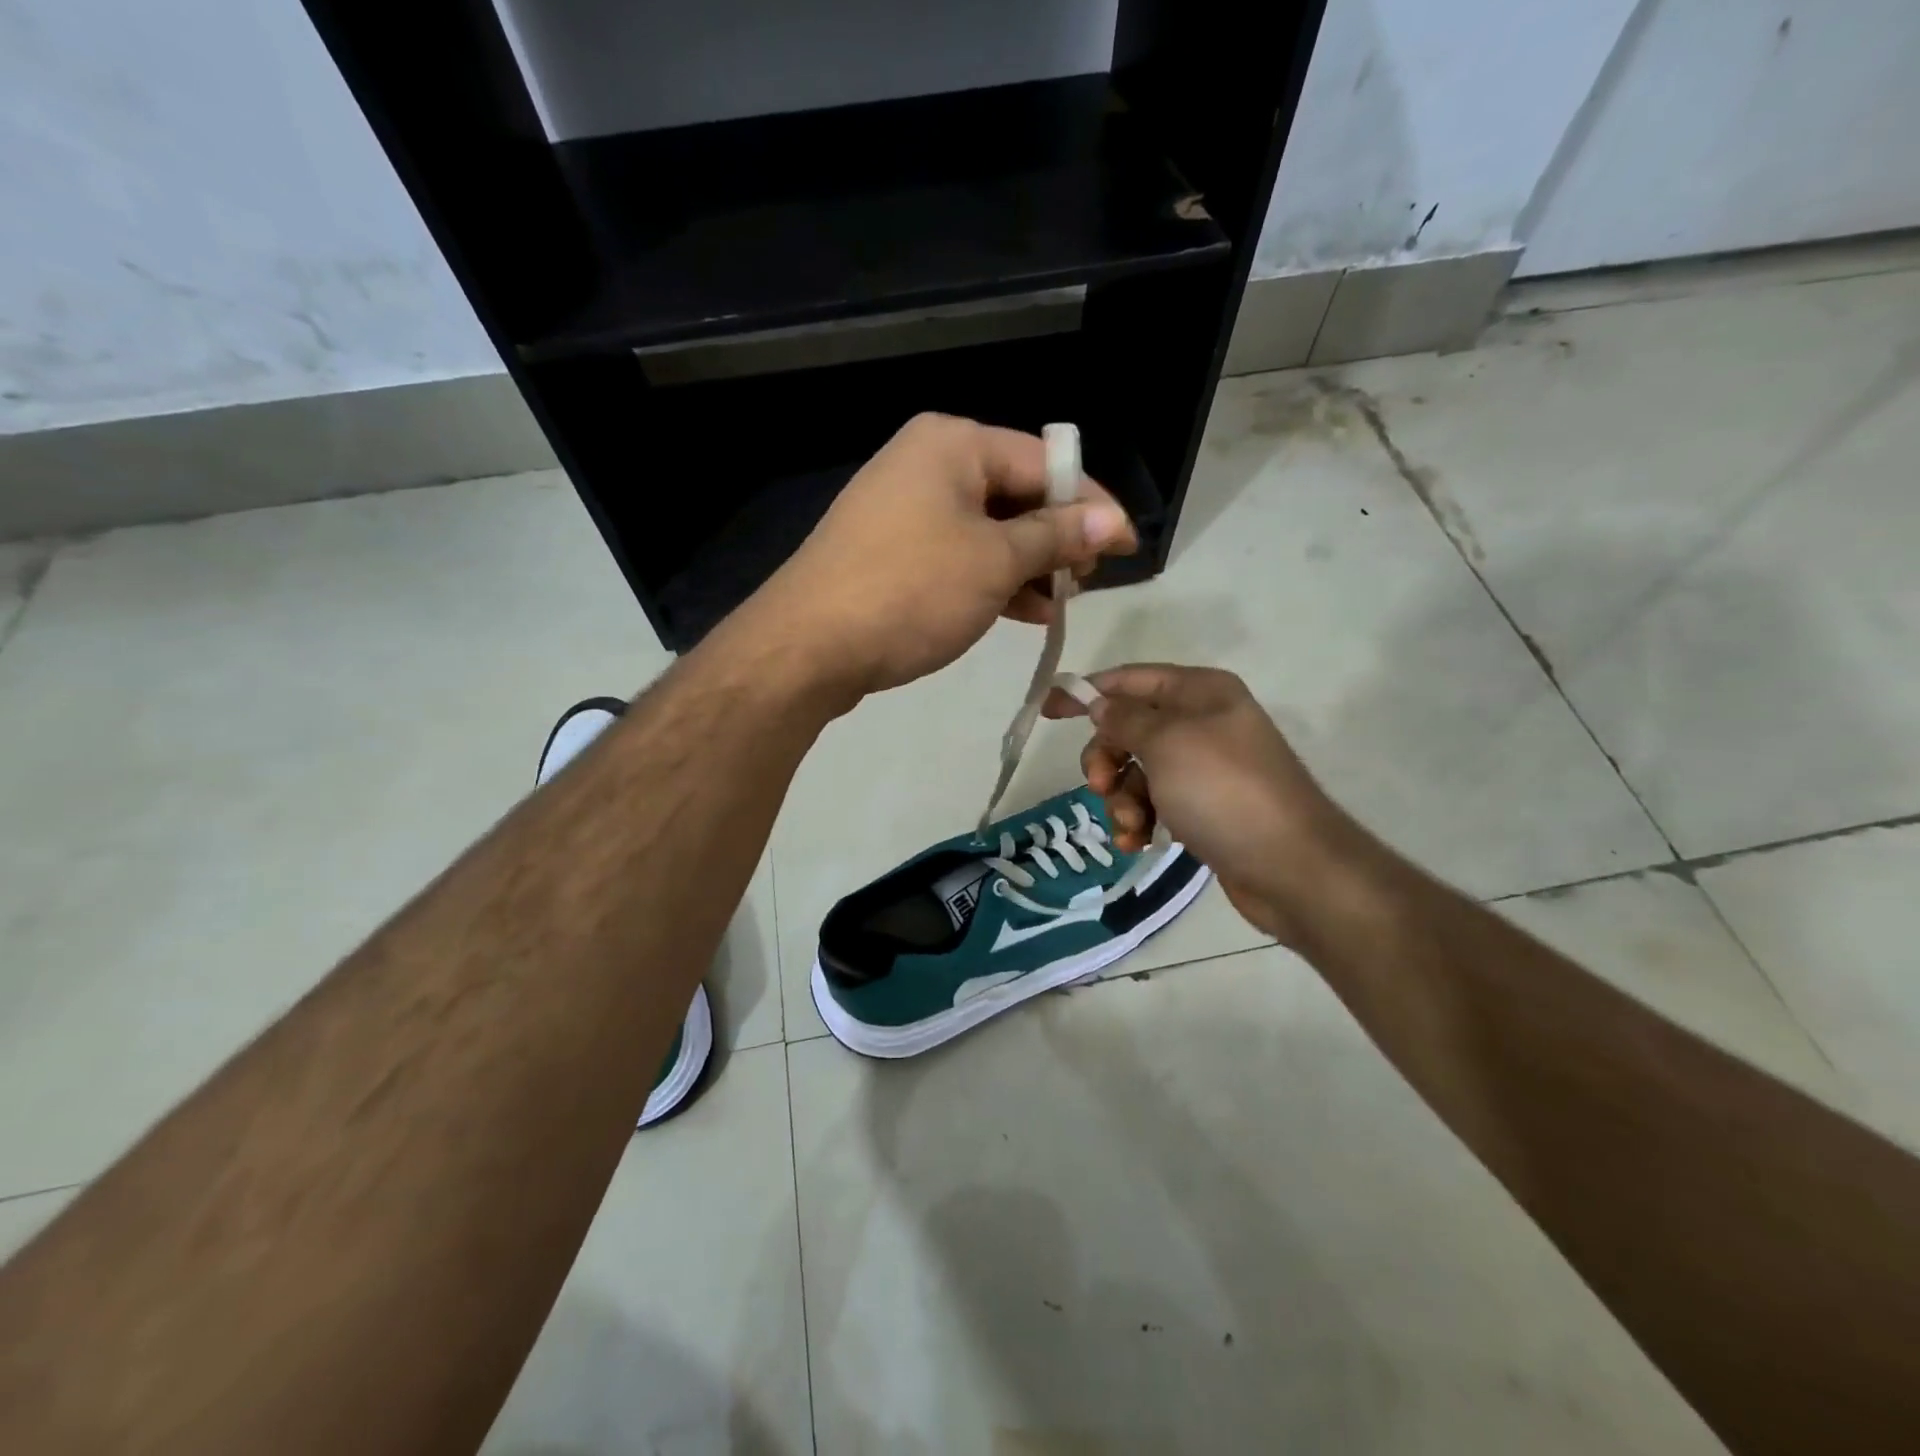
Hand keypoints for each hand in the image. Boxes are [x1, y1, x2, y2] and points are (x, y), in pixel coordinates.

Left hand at [740, 414, 1136, 696]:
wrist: (807, 647)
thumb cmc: (910, 592)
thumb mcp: (995, 562)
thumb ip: (1057, 537)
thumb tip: (1113, 522)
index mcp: (954, 443)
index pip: (1046, 463)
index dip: (1093, 506)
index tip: (1129, 547)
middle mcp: (927, 462)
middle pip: (1016, 493)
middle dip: (1056, 540)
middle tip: (1085, 583)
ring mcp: (903, 507)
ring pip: (987, 529)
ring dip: (1026, 566)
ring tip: (1056, 605)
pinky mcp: (889, 550)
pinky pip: (956, 554)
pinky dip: (989, 579)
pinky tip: (1018, 612)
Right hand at [1044, 665, 1364, 944]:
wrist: (1290, 867)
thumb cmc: (1224, 791)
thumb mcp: (1167, 743)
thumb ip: (1125, 719)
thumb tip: (1099, 703)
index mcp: (1200, 692)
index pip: (1130, 680)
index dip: (1088, 691)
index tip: (1048, 710)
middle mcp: (1202, 723)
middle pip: (1128, 729)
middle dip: (1106, 759)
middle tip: (1099, 785)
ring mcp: (1203, 769)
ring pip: (1136, 772)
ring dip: (1120, 798)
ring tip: (1130, 827)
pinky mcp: (1202, 808)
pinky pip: (1154, 803)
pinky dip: (1140, 820)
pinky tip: (1138, 843)